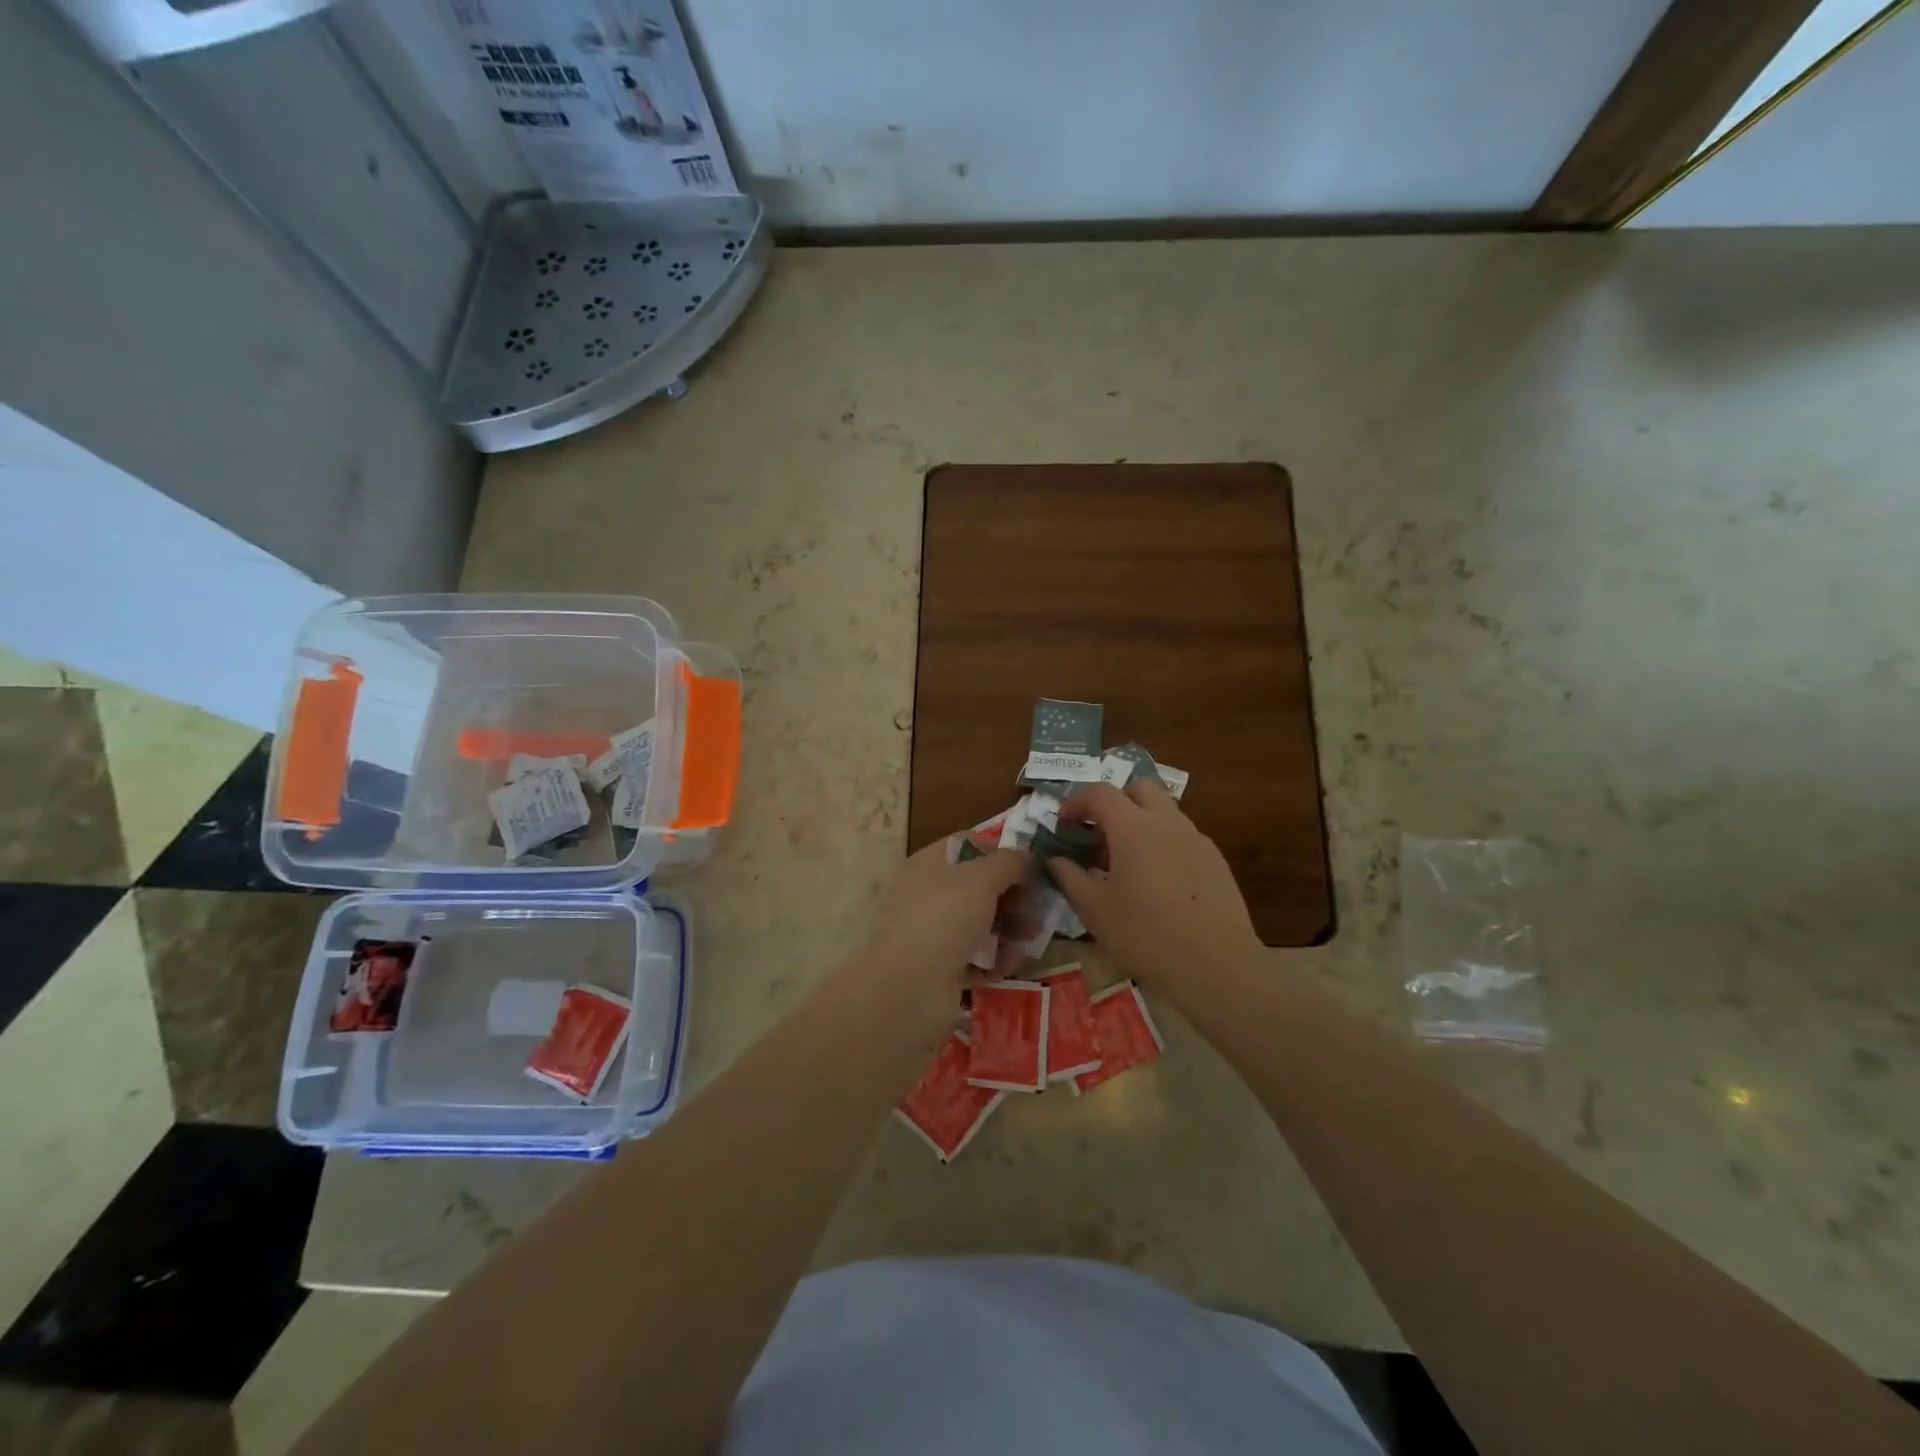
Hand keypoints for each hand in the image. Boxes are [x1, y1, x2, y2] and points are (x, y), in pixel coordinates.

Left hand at [853, 839, 1031, 1012]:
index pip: (967, 845)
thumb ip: (1009, 862)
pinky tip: (1010, 964)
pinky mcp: (940, 968)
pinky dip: (995, 959)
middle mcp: (927, 894)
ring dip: (1010, 929)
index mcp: (928, 864)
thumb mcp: (982, 879)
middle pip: (979, 887)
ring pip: (980, 923)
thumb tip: (1026, 855)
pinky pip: (975, 957)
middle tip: (1037, 909)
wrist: (909, 987)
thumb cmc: (945, 917)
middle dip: (1012, 897)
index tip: (1029, 866)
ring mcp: (932, 933)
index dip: (999, 852)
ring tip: (1029, 939)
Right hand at [1047, 777, 1261, 989]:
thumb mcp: (1095, 910)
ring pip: (1164, 811)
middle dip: (1115, 801)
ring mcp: (1196, 839)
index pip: (1100, 794)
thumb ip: (1070, 877)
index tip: (1064, 823)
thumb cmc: (1145, 936)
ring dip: (1140, 821)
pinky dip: (1163, 843)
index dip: (1077, 802)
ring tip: (1127, 860)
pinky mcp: (1216, 860)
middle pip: (1139, 788)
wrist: (1216, 966)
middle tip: (1099, 832)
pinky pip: (1183, 836)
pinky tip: (1158, 880)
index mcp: (1133, 828)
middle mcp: (1167, 822)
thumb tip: (1056, 859)